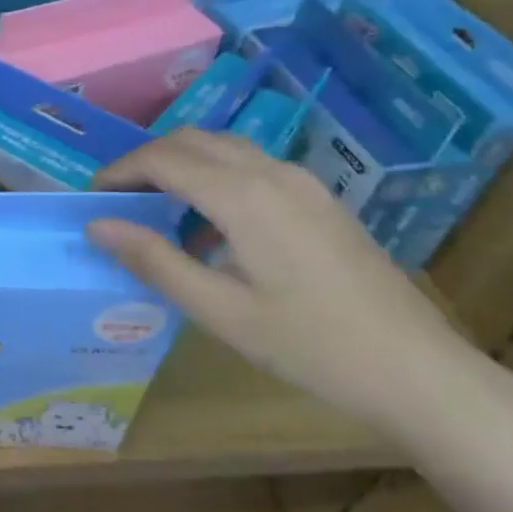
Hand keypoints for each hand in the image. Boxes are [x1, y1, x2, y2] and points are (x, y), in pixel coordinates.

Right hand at [88, 129, 506, 449]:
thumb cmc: (312, 347)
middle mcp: (272, 173)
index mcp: (244, 196)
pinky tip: (210, 225)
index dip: (120, 171)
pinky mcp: (319, 198)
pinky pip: (251, 166)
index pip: (163, 159)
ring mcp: (302, 182)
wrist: (420, 371)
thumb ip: (154, 262)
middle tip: (117, 199)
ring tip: (155, 209)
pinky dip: (214, 176)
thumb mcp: (221, 312)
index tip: (92, 197)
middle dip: (146, 161)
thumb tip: (97, 226)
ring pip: (223, 147)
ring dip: (181, 164)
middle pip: (191, 140)